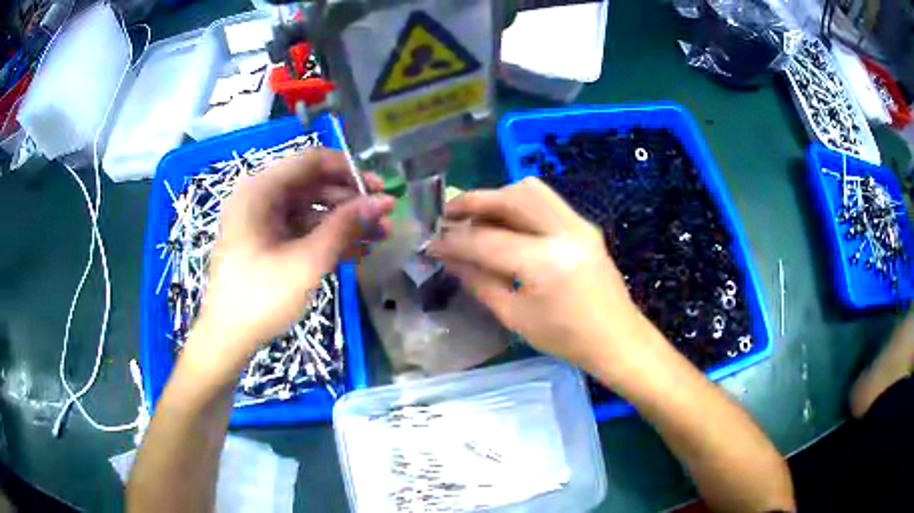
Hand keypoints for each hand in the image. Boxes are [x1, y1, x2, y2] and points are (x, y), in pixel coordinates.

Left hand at [186, 149, 394, 376]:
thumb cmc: (261, 296)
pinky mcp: (268, 243)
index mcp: (260, 190)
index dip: (349, 170)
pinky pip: (302, 230)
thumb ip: (345, 226)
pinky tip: (358, 252)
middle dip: (351, 201)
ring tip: (381, 238)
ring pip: (312, 210)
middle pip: (314, 185)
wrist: (228, 338)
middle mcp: (261, 198)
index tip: (379, 188)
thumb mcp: (307, 261)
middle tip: (385, 217)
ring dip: (345, 223)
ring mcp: (263, 222)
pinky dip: (328, 239)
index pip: (311, 161)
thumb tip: (384, 201)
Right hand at [428, 177, 649, 368]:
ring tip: (477, 217)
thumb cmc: (566, 339)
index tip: (431, 243)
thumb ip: (479, 282)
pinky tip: (506, 224)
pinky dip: (518, 204)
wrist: (617, 338)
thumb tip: (450, 258)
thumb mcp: (515, 316)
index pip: (486, 240)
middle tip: (449, 215)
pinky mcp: (584, 225)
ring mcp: (578, 224)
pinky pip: (546, 200)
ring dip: (497, 197)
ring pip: (530, 190)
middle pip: (510, 197)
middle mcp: (564, 232)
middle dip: (474, 201)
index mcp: (545, 263)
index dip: (454, 241)